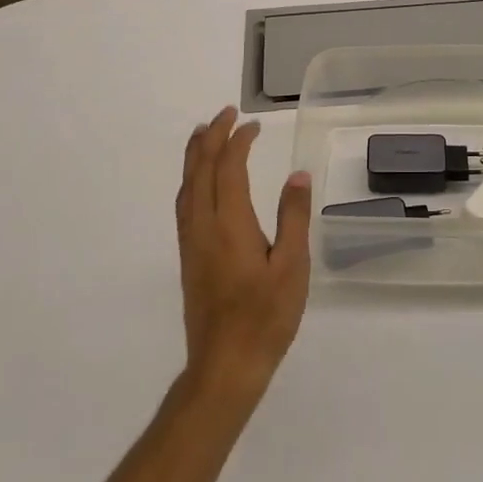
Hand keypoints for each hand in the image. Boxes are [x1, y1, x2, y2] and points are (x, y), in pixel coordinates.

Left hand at [176, 107, 312, 401]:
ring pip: (187, 186)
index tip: (254, 125)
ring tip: (204, 134)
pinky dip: (191, 179)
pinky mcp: (189, 257)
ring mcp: (192, 242)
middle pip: (200, 170)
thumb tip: (297, 175)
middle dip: (211, 137)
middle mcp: (204, 225)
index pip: (228, 168)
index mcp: (230, 223)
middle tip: (226, 114)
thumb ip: (293, 217)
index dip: (238, 141)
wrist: (225, 367)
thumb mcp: (292, 267)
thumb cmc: (265, 317)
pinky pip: (184, 203)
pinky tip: (198, 182)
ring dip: (195, 155)